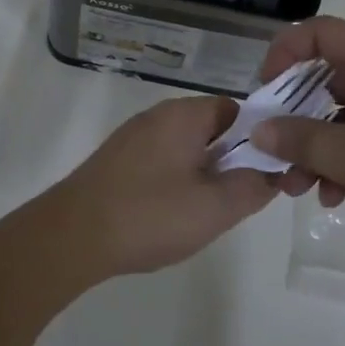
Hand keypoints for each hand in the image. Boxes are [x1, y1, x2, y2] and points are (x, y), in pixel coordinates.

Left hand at [46, 96, 278, 276]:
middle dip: (231, 160)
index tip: (267, 172)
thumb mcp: (215, 207)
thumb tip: (272, 173)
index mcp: (184, 115)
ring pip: (185, 147)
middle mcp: (158, 115)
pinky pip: (160, 160)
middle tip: (238, 198)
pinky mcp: (116, 160)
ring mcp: (133, 137)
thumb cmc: (149, 215)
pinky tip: (171, 214)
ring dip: (203, 173)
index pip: (236, 110)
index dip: (258, 138)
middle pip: (211, 128)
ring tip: (206, 211)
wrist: (71, 236)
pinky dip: (175, 180)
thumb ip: (253, 187)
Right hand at [252, 17, 344, 253]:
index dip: (284, 53)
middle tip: (274, 150)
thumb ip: (301, 141)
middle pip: (326, 77)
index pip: (320, 33)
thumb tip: (258, 131)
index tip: (264, 93)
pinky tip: (335, 196)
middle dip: (294, 117)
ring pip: (342, 113)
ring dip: (315, 146)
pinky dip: (344, 159)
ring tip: (298, 187)